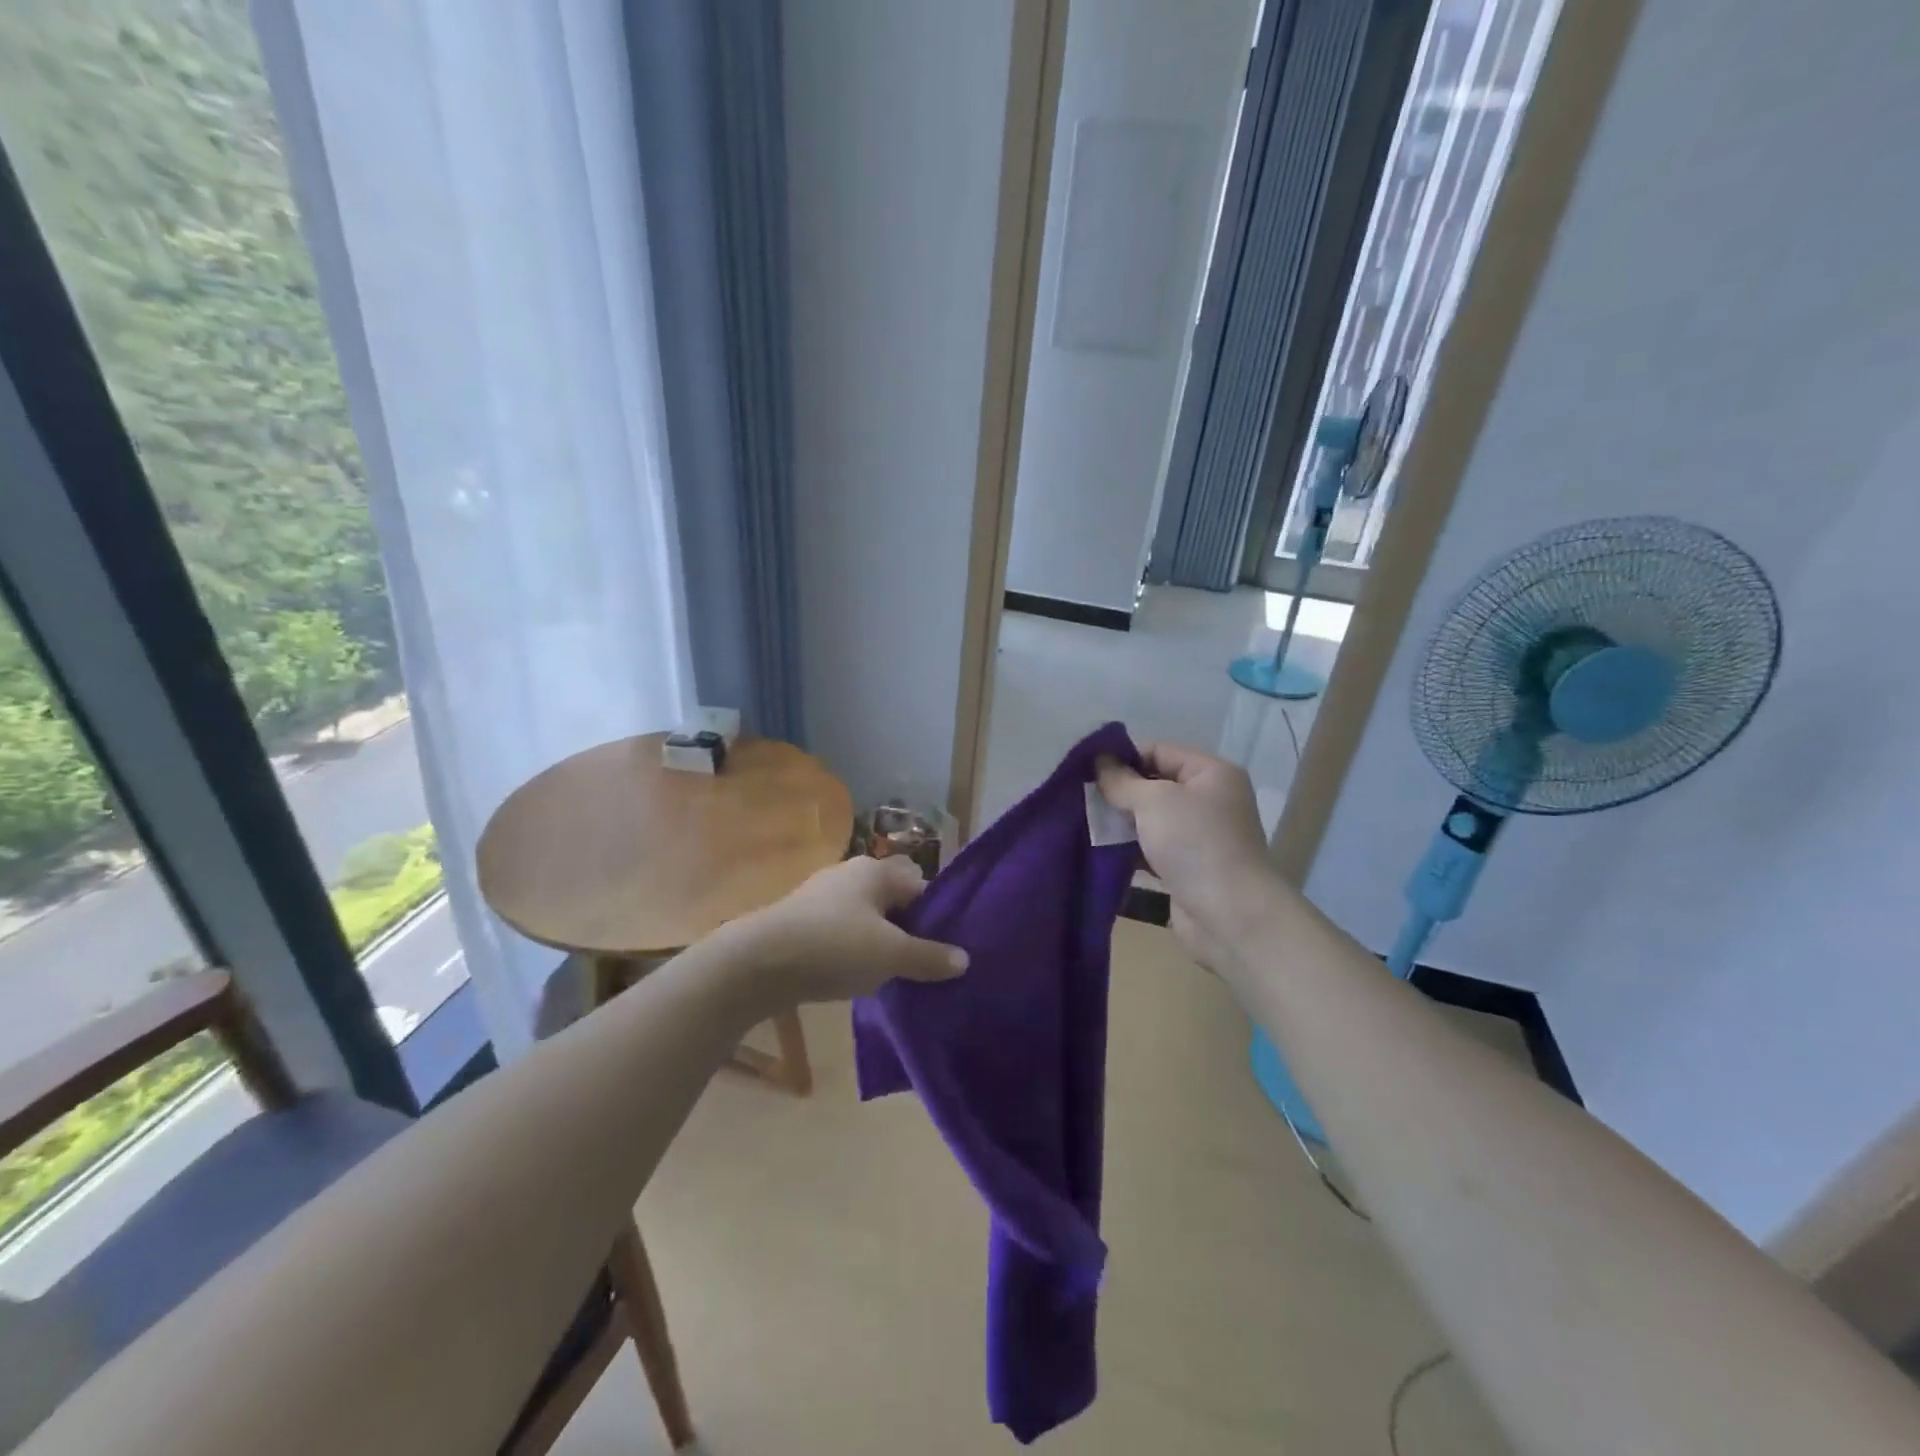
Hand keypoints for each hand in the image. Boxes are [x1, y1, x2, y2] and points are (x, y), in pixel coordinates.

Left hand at [726, 856, 967, 1006]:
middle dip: (908, 934)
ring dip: (879, 945)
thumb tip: (964, 960)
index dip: (937, 919)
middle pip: (894, 903)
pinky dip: (852, 952)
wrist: (757, 963)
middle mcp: (850, 874)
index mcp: (876, 871)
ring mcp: (822, 895)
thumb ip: (929, 957)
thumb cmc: (834, 948)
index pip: (922, 888)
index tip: (944, 953)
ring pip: (867, 919)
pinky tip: (853, 977)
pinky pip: (841, 933)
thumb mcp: (890, 956)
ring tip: (889, 978)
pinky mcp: (801, 920)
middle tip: (920, 968)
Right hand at [1096, 742, 1283, 971]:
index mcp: (1211, 773)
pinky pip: (1152, 848)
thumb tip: (1099, 760)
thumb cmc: (1194, 843)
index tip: (1086, 770)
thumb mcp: (1154, 801)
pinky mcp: (1187, 867)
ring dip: (1121, 821)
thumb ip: (1122, 780)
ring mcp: (1199, 835)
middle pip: (1154, 784)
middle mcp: (1209, 800)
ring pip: (1151, 818)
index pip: (1159, 751)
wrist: (1228, 915)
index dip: (1123, 757)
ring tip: (1084, 822)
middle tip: (1081, 797)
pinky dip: (1129, 848)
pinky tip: (1100, 849)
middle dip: (1119, 791)